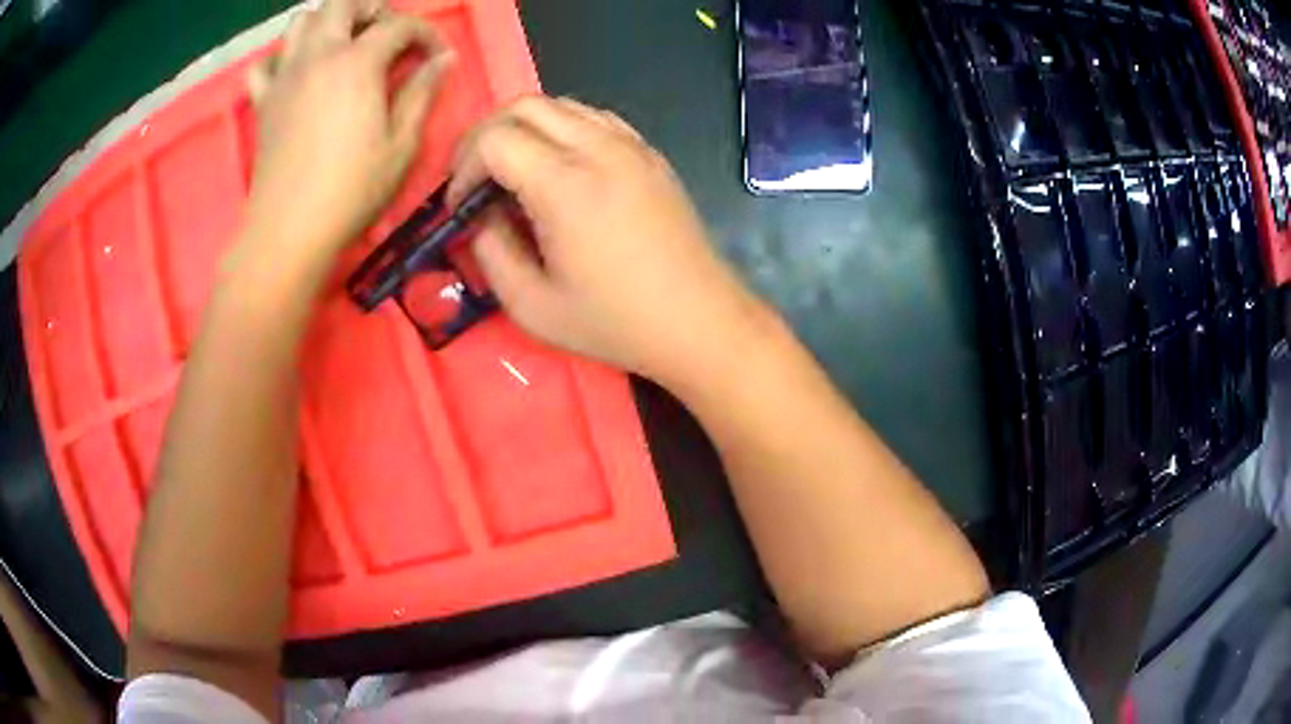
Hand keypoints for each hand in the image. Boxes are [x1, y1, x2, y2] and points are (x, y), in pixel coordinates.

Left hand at [241, 0, 453, 267]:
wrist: (288, 231)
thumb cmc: (350, 192)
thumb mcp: (401, 145)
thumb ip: (422, 93)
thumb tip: (444, 59)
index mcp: (356, 63)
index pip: (398, 25)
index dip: (425, 33)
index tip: (436, 56)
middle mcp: (318, 56)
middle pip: (343, 3)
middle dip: (370, 10)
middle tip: (385, 34)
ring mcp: (285, 76)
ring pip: (301, 22)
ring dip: (326, 23)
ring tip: (342, 45)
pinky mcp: (263, 101)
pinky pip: (265, 63)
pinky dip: (282, 58)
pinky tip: (296, 75)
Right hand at [449, 97, 772, 386]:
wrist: (699, 320)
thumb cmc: (616, 323)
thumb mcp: (532, 306)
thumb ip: (490, 252)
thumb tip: (479, 216)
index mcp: (566, 185)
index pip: (495, 139)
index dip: (463, 167)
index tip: (461, 206)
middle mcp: (599, 148)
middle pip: (524, 105)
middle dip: (485, 136)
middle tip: (475, 179)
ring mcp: (631, 145)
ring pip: (560, 104)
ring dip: (523, 127)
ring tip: (512, 171)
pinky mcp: (649, 153)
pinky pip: (594, 117)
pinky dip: (562, 128)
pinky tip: (559, 166)